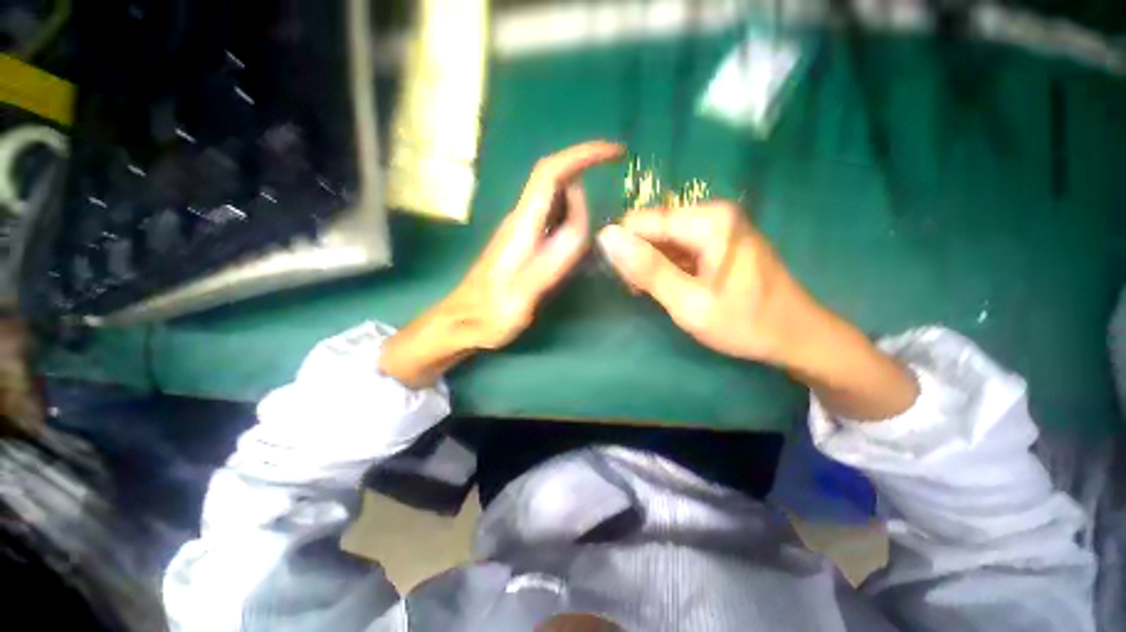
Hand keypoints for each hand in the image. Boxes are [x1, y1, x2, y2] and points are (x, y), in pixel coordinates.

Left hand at [381, 140, 623, 386]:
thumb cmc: (489, 315)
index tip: (615, 153)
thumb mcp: (522, 297)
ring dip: (580, 204)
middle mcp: (520, 219)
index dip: (581, 156)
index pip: (550, 174)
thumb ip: (551, 261)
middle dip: (586, 184)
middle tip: (603, 222)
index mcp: (521, 227)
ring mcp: (520, 229)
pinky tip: (576, 242)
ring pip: (556, 200)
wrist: (461, 322)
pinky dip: (571, 218)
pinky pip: (553, 218)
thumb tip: (581, 224)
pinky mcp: (522, 241)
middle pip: (557, 183)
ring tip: (592, 235)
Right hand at [597, 201, 813, 364]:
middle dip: (640, 259)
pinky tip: (672, 287)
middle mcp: (712, 212)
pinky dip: (667, 266)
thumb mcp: (689, 302)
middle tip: (645, 293)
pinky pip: (678, 246)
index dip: (625, 250)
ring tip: (658, 294)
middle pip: (652, 228)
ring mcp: (717, 225)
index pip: (640, 221)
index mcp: (707, 221)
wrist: (795, 335)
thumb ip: (647, 269)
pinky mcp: (718, 239)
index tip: (628, 283)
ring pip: (662, 239)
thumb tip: (606, 237)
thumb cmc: (743, 323)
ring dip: (652, 265)